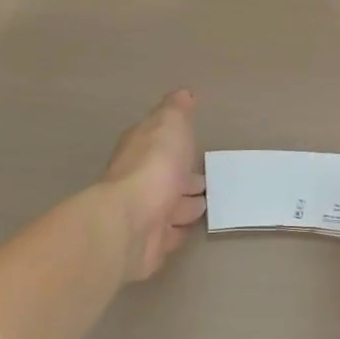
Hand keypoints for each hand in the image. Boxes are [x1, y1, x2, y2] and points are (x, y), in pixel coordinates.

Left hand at [102, 90, 206, 281]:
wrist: (132, 222)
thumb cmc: (154, 165)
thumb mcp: (170, 123)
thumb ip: (177, 109)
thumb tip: (183, 93)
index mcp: (141, 149)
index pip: (159, 143)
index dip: (176, 143)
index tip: (195, 145)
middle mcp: (139, 180)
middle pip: (166, 177)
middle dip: (185, 178)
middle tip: (207, 182)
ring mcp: (143, 214)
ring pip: (170, 207)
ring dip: (185, 206)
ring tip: (207, 205)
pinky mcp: (149, 244)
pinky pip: (169, 236)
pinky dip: (179, 232)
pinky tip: (191, 230)